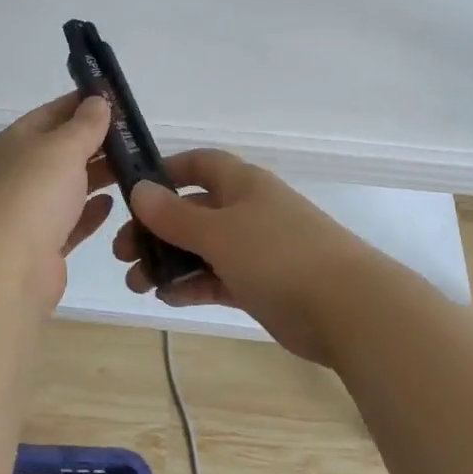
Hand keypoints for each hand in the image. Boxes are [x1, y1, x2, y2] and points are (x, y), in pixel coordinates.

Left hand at [0, 93, 115, 306]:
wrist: (3, 269)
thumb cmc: (33, 193)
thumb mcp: (63, 147)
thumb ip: (85, 125)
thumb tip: (97, 101)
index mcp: (16, 142)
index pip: (53, 113)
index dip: (83, 104)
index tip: (118, 101)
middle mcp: (19, 172)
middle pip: (62, 150)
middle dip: (96, 142)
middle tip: (136, 138)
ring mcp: (29, 211)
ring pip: (68, 186)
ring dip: (98, 176)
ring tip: (135, 168)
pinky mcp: (43, 246)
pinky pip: (71, 221)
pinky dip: (90, 211)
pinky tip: (113, 203)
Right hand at [113, 149, 381, 364]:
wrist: (349, 309)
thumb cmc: (278, 255)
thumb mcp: (218, 232)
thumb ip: (175, 215)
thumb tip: (139, 190)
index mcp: (242, 184)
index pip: (199, 164)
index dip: (166, 172)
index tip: (133, 192)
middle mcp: (248, 210)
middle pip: (193, 210)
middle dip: (156, 228)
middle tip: (123, 252)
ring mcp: (257, 249)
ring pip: (202, 248)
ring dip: (168, 261)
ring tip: (136, 283)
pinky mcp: (262, 285)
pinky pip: (218, 278)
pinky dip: (193, 285)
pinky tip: (166, 298)